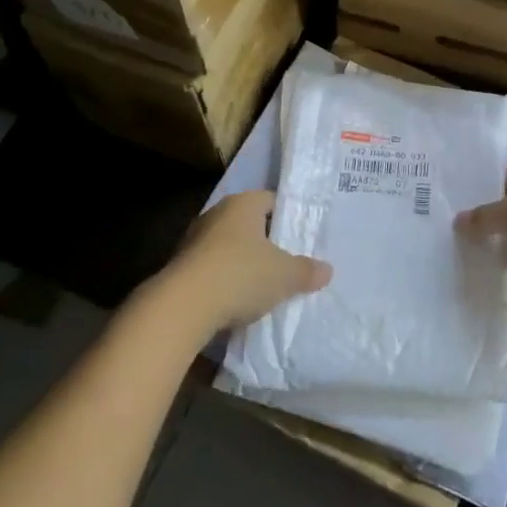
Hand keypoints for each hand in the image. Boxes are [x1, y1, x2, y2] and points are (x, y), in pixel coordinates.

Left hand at [151, 191, 331, 333]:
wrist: (183, 306)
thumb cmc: (241, 275)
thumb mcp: (285, 276)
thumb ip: (307, 271)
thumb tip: (327, 270)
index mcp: (243, 204)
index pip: (271, 200)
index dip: (288, 217)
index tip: (301, 237)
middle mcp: (216, 214)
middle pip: (249, 224)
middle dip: (266, 242)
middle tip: (287, 263)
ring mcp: (194, 240)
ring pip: (228, 247)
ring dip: (243, 263)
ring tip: (264, 286)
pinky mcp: (180, 267)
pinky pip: (212, 269)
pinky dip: (225, 280)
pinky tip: (237, 301)